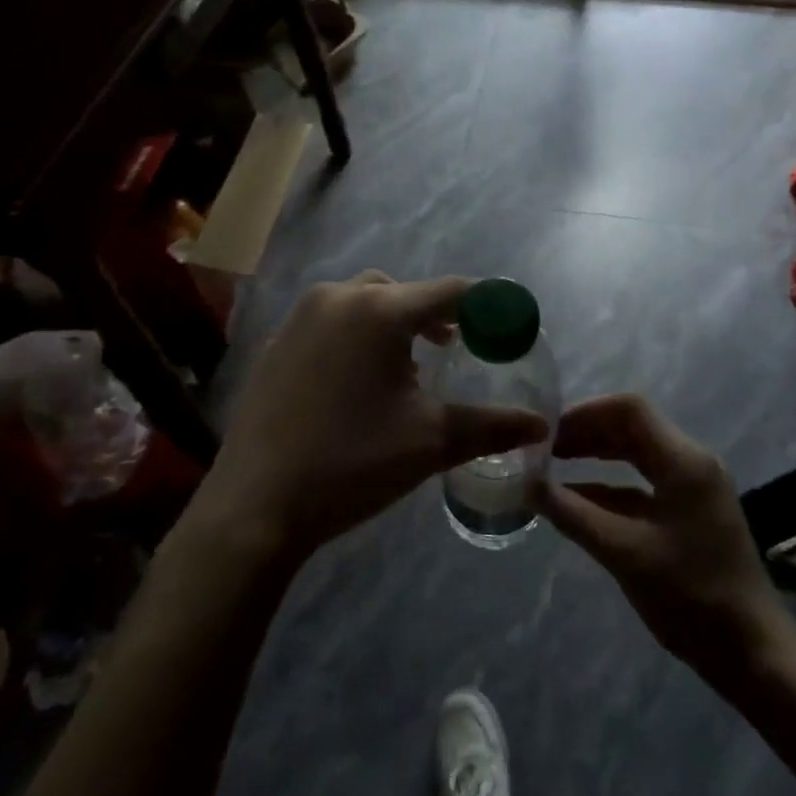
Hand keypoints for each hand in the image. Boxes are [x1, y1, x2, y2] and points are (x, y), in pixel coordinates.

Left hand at [200, 273, 548, 555]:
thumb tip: (540, 424)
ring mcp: (301, 316)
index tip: (504, 326)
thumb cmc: (352, 463)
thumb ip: (491, 425)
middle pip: (403, 291)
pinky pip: (332, 321)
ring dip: (393, 323)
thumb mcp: (430, 441)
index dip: (484, 305)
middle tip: (453, 349)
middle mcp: (338, 297)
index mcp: (379, 310)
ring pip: (364, 301)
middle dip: (433, 315)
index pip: (449, 290)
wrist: (256, 506)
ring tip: (407, 367)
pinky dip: (357, 335)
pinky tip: (358, 381)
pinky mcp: (278, 341)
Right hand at [541, 394, 785, 681]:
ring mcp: (693, 488)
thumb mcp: (624, 553)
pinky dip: (610, 485)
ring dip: (596, 456)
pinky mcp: (690, 512)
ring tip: (553, 466)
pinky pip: (644, 483)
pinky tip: (578, 499)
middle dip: (587, 432)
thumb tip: (528, 485)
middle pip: (632, 427)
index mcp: (683, 460)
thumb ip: (573, 514)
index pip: (629, 409)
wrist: (754, 654)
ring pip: (637, 454)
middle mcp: (691, 463)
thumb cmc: (691, 597)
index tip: (548, 430)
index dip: (585, 412)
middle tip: (544, 448)